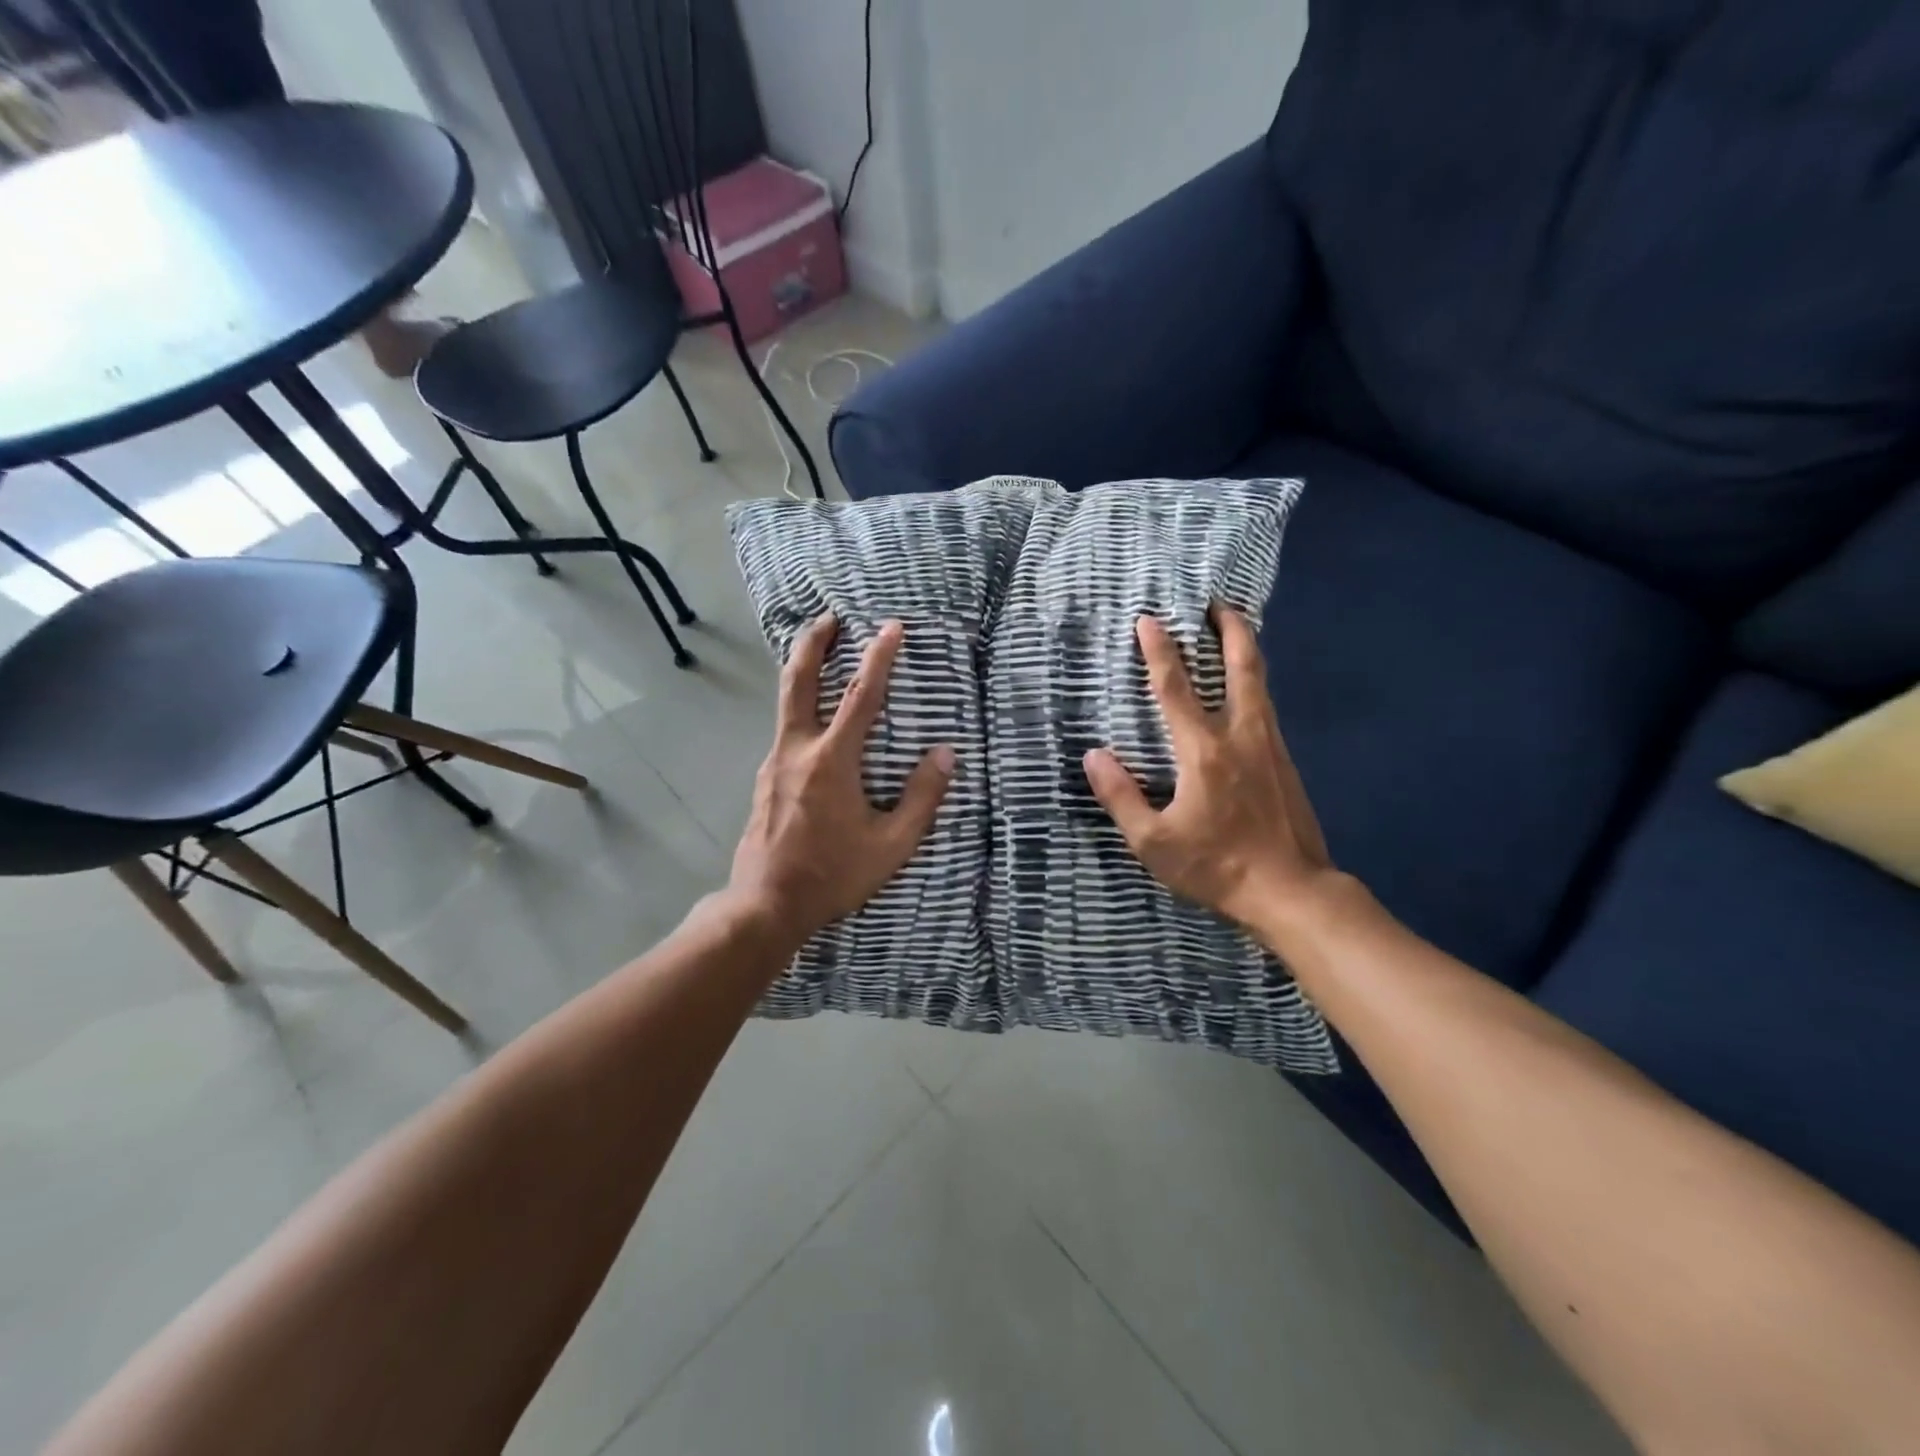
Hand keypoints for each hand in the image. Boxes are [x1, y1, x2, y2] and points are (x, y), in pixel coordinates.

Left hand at [729, 614, 954, 945]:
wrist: (765, 905)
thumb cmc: (833, 874)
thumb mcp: (891, 845)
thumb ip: (922, 797)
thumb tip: (946, 755)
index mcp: (832, 761)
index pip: (860, 697)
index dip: (879, 658)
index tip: (891, 627)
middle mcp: (797, 750)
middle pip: (799, 681)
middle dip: (813, 642)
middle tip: (828, 616)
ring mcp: (775, 763)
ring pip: (787, 703)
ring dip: (804, 671)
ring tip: (821, 654)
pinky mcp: (766, 780)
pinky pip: (786, 731)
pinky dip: (801, 708)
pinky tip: (816, 724)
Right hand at [1084, 608, 1353, 948]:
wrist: (1292, 891)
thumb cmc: (1217, 866)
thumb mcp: (1153, 842)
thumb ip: (1121, 796)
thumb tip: (1095, 755)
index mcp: (1204, 752)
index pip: (1176, 689)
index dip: (1160, 651)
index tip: (1148, 619)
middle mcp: (1241, 736)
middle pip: (1242, 667)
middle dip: (1229, 629)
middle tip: (1217, 602)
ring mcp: (1270, 746)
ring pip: (1260, 683)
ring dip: (1245, 650)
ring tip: (1233, 629)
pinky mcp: (1286, 762)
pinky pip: (1266, 707)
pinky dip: (1253, 682)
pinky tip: (1245, 690)